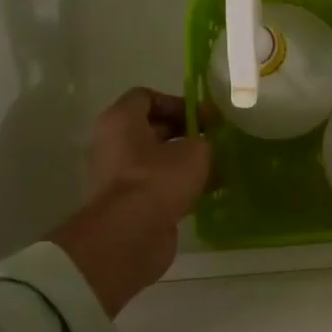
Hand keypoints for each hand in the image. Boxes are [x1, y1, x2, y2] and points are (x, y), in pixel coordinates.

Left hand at [50, 88, 213, 315]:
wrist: (131, 235)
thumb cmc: (159, 179)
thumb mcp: (195, 150)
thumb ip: (204, 139)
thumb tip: (205, 143)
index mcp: (121, 121)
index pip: (147, 96)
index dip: (178, 102)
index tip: (204, 118)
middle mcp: (114, 144)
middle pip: (153, 128)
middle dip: (186, 133)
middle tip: (215, 141)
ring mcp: (119, 175)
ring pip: (158, 158)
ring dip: (186, 161)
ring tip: (218, 166)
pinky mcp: (129, 202)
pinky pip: (158, 184)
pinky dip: (181, 185)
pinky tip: (209, 190)